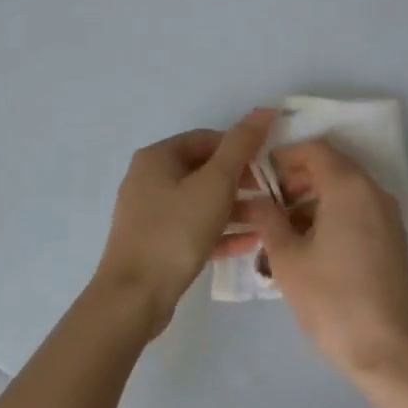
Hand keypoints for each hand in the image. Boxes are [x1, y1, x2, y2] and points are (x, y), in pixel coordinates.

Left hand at [93, 109, 275, 336]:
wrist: (134, 297)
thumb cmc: (175, 231)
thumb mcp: (214, 184)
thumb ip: (240, 146)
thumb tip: (264, 110)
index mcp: (157, 158)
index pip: (206, 139)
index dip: (240, 147)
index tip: (269, 164)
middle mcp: (149, 180)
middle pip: (203, 171)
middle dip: (240, 180)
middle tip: (273, 192)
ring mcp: (150, 214)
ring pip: (200, 202)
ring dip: (235, 208)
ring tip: (268, 218)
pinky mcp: (156, 244)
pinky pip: (194, 229)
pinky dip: (220, 232)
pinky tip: (251, 242)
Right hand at [244, 140, 407, 379]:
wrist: (386, 351)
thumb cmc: (331, 299)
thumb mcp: (287, 258)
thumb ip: (268, 219)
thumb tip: (256, 201)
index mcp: (349, 188)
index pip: (315, 150)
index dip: (284, 157)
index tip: (259, 178)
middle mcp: (373, 193)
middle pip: (332, 168)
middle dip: (296, 180)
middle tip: (267, 205)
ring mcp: (388, 217)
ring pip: (344, 192)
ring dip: (312, 200)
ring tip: (282, 232)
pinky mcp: (392, 240)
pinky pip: (358, 212)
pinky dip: (332, 216)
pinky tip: (308, 248)